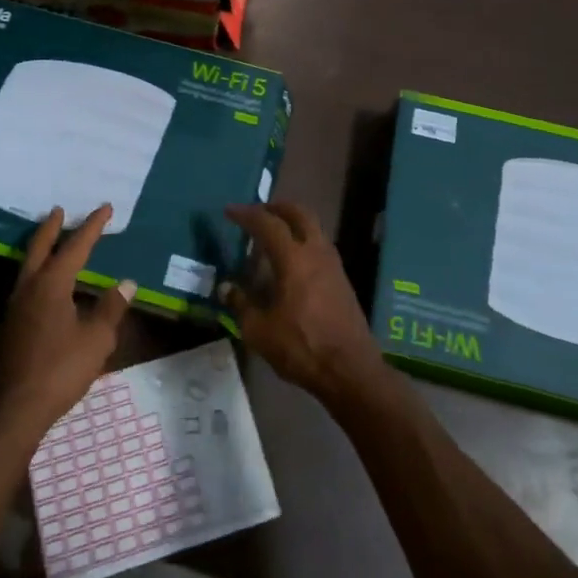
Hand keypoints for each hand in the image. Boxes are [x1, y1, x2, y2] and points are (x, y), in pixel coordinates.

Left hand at [0, 205, 133, 448]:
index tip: (106, 208)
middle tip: (60, 210)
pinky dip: (38, 272)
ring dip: (41, 248)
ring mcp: (15, 307)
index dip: (92, 226)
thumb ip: (111, 308)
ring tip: (53, 241)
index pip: (76, 246)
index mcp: (52, 284)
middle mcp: (29, 287)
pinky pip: (26, 284)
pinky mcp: (10, 326)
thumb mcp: (96, 340)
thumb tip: (126, 283)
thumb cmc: (59, 370)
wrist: (12, 410)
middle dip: (52, 227)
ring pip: (28, 265)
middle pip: (40, 247)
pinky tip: (47, 286)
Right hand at [221, 202, 384, 408]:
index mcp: (293, 258)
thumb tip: (226, 288)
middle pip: (299, 213)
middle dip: (277, 207)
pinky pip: (320, 245)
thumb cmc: (302, 347)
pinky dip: (304, 240)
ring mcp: (333, 265)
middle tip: (258, 212)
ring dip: (294, 222)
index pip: (267, 224)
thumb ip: (241, 305)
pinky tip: (293, 260)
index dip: (247, 214)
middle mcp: (316, 252)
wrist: (351, 370)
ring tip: (274, 233)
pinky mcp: (342, 280)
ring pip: (314, 228)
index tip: (230, 211)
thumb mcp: (260, 331)